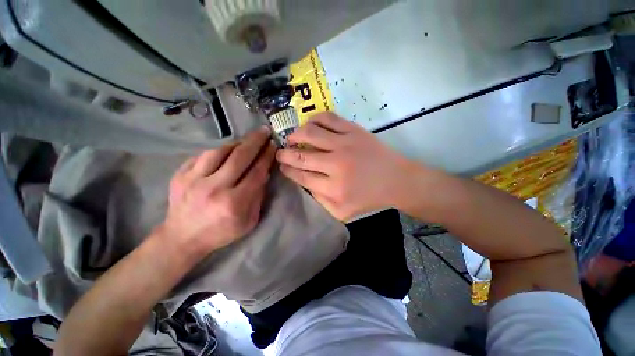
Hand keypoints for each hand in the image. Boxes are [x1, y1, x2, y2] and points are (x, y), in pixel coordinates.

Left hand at [158, 127, 275, 257]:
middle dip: (255, 141)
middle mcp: (214, 188)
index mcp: (234, 202)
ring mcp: (193, 180)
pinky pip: (202, 155)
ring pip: (218, 151)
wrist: (182, 237)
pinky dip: (218, 150)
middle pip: (239, 157)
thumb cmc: (222, 232)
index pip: (256, 172)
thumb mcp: (249, 220)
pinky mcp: (180, 176)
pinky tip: (226, 150)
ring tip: (246, 140)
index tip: (273, 145)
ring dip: (236, 143)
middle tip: (264, 131)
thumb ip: (258, 196)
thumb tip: (264, 172)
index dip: (266, 157)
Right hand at [276, 112, 414, 219]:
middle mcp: (336, 165)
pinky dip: (314, 119)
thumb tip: (303, 182)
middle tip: (279, 152)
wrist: (396, 180)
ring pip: (310, 134)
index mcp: (334, 188)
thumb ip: (320, 200)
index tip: (281, 166)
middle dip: (285, 154)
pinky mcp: (354, 130)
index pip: (302, 176)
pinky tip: (309, 125)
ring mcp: (345, 144)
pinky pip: (328, 118)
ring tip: (291, 138)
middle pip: (301, 156)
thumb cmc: (369, 198)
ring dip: (295, 135)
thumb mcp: (342, 211)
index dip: (288, 170)